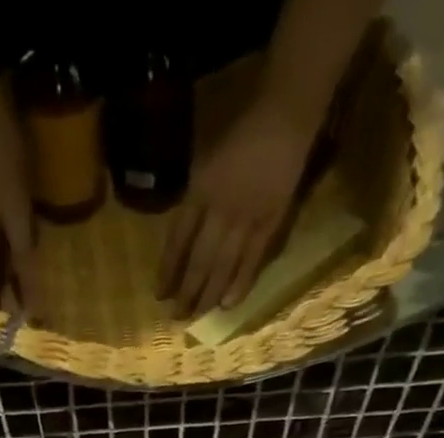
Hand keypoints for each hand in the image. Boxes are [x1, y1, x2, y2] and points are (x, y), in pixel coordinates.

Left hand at [159, 99, 313, 317]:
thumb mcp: (205, 158)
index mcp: (200, 192)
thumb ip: (195, 197)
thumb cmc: (241, 130)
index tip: (159, 294)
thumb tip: (182, 237)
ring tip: (197, 316)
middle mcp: (219, 211)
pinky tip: (227, 305)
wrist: (284, 115)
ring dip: (208, 295)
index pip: (177, 241)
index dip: (167, 270)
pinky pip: (251, 263)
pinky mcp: (270, 225)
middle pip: (198, 261)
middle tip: (176, 317)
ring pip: (222, 267)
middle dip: (186, 292)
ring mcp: (246, 220)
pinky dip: (239, 286)